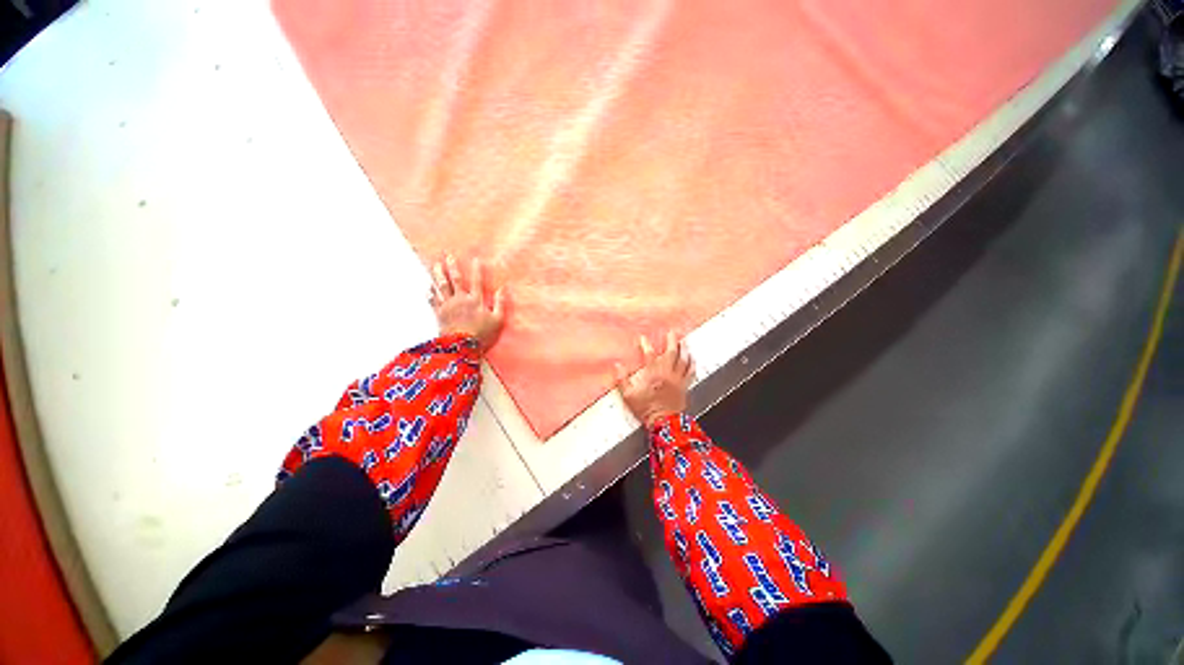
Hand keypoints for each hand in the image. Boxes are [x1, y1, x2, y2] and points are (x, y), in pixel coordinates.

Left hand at [430, 255, 505, 352]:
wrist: (461, 347)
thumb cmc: (482, 334)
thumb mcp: (498, 320)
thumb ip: (500, 304)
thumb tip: (503, 289)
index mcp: (475, 300)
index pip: (477, 281)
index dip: (477, 270)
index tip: (475, 259)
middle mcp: (460, 299)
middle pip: (455, 280)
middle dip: (451, 267)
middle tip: (447, 256)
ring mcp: (448, 306)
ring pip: (441, 287)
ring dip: (437, 275)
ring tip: (434, 265)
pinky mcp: (440, 314)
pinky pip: (433, 300)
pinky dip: (431, 293)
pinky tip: (429, 288)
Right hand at [615, 331, 694, 426]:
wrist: (663, 421)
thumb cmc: (645, 408)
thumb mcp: (628, 395)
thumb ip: (622, 379)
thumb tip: (617, 365)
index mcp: (652, 374)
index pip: (649, 354)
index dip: (646, 344)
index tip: (643, 338)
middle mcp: (666, 373)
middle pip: (671, 352)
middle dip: (671, 340)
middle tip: (672, 332)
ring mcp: (677, 379)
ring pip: (683, 360)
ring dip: (683, 349)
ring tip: (683, 341)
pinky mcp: (684, 386)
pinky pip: (690, 372)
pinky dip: (692, 364)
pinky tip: (692, 358)